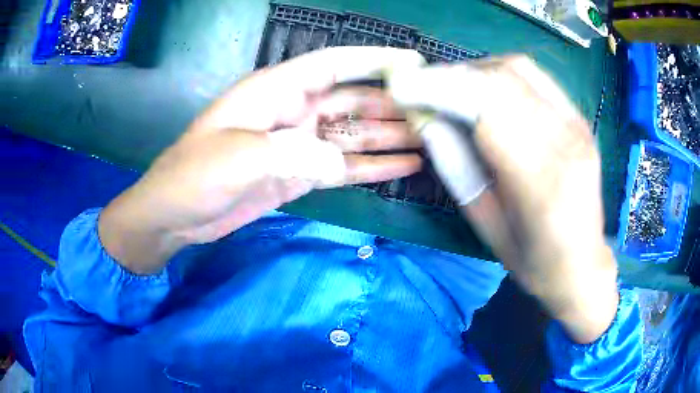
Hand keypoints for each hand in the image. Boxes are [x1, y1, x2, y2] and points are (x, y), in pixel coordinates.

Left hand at [99, 47, 424, 274]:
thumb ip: (296, 155)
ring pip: (354, 135)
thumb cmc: (195, 176)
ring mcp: (298, 145)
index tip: (415, 62)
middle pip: (353, 100)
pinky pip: (345, 167)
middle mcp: (293, 111)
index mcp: (275, 91)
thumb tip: (338, 164)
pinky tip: (404, 167)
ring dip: (390, 137)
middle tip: (434, 114)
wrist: (175, 216)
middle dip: (393, 104)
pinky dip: (374, 168)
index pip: (334, 64)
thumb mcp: (240, 159)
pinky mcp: (300, 174)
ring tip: (429, 141)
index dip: (375, 59)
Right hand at [390, 57, 617, 342]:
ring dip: (475, 71)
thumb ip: (456, 168)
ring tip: (450, 88)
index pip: (486, 108)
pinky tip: (485, 90)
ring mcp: (578, 125)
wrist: (583, 263)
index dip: (438, 88)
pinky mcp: (580, 119)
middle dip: (451, 75)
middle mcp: (566, 142)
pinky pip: (535, 77)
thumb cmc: (533, 259)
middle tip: (420, 86)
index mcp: (541, 182)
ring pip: (519, 70)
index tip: (402, 87)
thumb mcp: (485, 226)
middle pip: (502, 79)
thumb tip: (425, 119)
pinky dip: (500, 74)